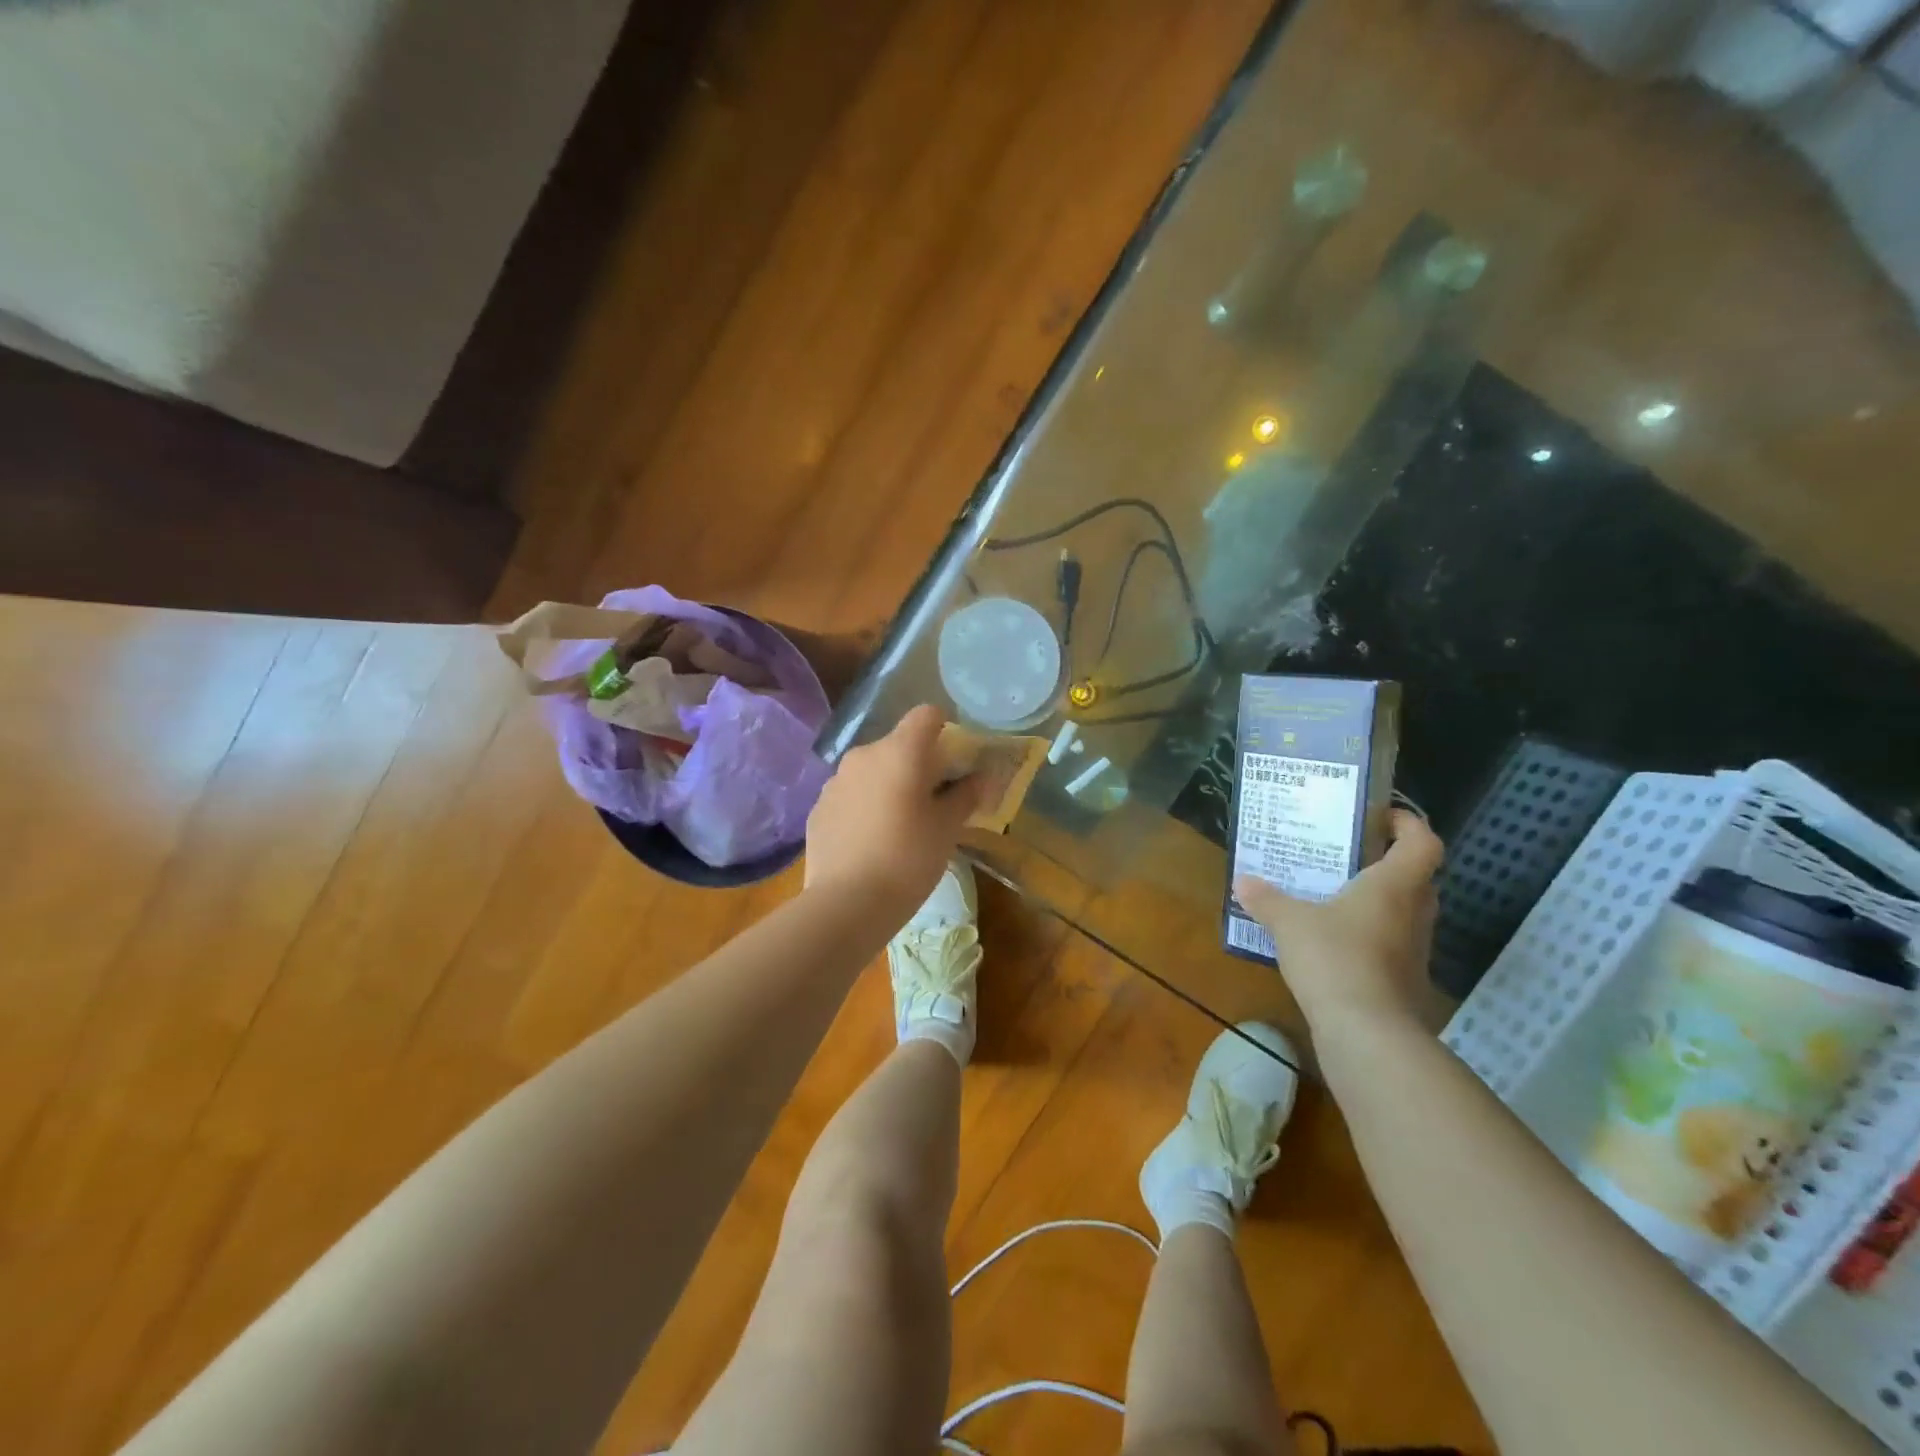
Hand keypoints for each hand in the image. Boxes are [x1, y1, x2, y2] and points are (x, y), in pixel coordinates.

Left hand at [804, 705, 983, 913]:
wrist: (846, 903)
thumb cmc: (908, 859)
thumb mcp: (948, 828)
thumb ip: (966, 795)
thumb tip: (980, 777)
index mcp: (900, 751)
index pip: (926, 714)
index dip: (945, 728)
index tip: (955, 759)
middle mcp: (864, 755)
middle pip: (898, 745)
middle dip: (918, 765)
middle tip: (934, 802)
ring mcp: (835, 781)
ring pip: (872, 771)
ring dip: (889, 786)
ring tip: (901, 826)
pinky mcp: (818, 808)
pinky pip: (850, 795)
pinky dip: (865, 806)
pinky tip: (872, 842)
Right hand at [1233, 809, 1443, 1035]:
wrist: (1367, 1033)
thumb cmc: (1335, 958)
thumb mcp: (1290, 922)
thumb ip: (1267, 899)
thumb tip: (1243, 881)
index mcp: (1395, 885)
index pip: (1423, 842)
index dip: (1408, 823)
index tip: (1379, 816)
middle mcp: (1413, 912)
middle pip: (1416, 876)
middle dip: (1386, 862)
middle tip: (1346, 855)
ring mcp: (1413, 949)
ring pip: (1403, 911)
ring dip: (1375, 901)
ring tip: (1331, 894)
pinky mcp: (1402, 979)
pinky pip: (1388, 943)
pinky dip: (1366, 935)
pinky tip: (1329, 939)